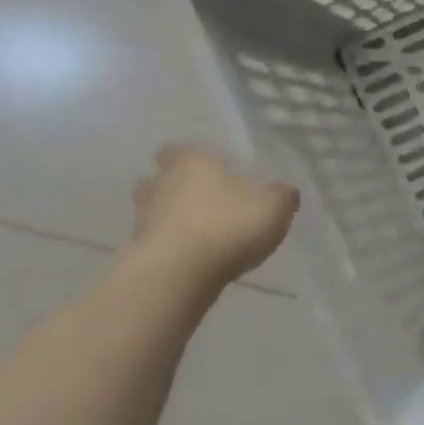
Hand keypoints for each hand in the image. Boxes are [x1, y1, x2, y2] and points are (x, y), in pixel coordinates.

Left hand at [130, 145, 298, 284]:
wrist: (179, 274)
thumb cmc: (229, 225)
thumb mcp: (275, 206)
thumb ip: (282, 195)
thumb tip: (283, 191)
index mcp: (191, 163)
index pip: (178, 150)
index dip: (194, 159)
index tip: (212, 170)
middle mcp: (160, 184)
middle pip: (162, 180)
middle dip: (180, 188)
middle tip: (209, 200)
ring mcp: (143, 219)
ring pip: (157, 211)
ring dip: (175, 219)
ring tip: (206, 232)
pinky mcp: (139, 251)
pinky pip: (159, 241)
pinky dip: (175, 246)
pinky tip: (199, 257)